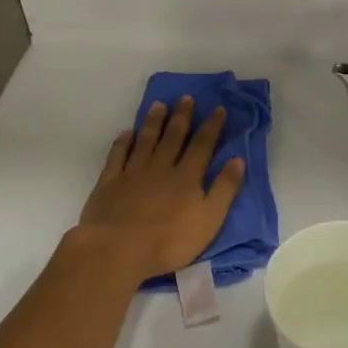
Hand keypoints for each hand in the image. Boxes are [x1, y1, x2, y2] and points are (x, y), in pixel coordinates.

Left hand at [73, 96, 245, 282]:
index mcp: (187, 177)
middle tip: (186, 98)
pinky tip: (127, 133)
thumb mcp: (209, 220)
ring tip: (159, 105)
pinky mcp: (109, 182)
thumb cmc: (169, 241)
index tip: (218, 109)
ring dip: (154, 122)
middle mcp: (161, 168)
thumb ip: (224, 189)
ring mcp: (133, 173)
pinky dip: (123, 142)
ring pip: (146, 141)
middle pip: (173, 137)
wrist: (118, 249)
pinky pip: (117, 156)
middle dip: (182, 117)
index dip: (211, 126)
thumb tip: (238, 160)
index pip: (202, 146)